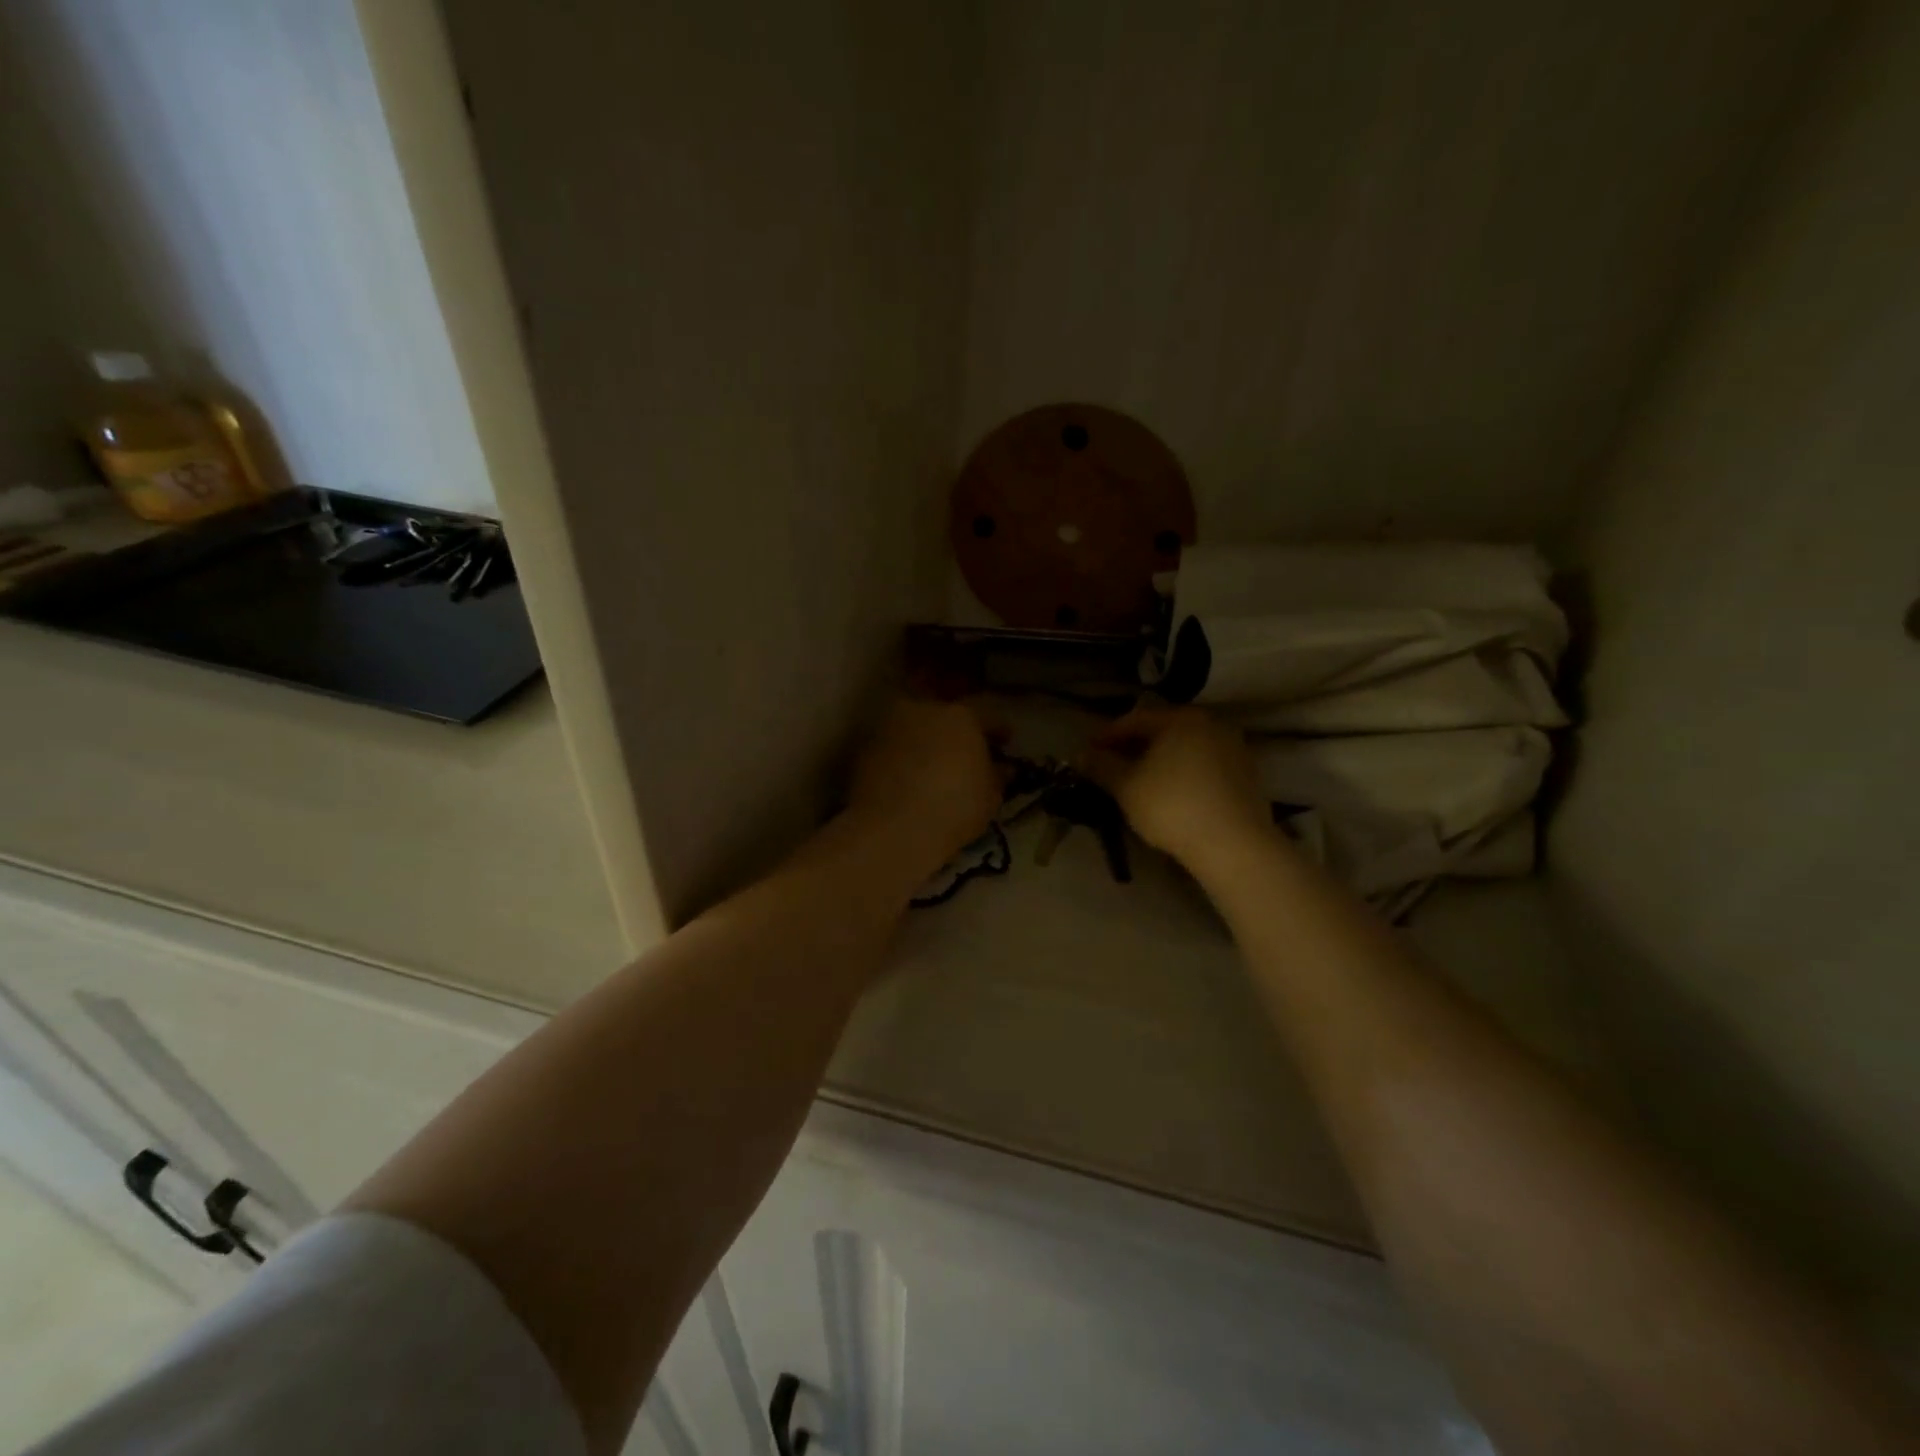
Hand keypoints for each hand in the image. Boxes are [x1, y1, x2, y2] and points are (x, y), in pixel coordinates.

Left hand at [848, 699, 1001, 874]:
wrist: (892, 829)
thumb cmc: (953, 808)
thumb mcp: (990, 796)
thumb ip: (996, 776)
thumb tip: (1001, 768)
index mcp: (960, 715)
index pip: (986, 713)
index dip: (998, 728)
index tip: (1005, 741)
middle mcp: (922, 709)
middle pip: (944, 711)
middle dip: (956, 727)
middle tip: (965, 749)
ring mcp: (890, 726)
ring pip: (914, 725)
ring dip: (926, 738)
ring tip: (933, 763)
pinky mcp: (865, 748)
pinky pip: (893, 745)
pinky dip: (902, 755)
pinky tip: (908, 776)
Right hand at [1085, 706, 1271, 869]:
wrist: (1234, 845)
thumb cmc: (1172, 806)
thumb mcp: (1126, 786)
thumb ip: (1101, 766)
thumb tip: (1081, 755)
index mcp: (1182, 719)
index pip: (1134, 720)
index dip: (1106, 736)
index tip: (1088, 752)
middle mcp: (1212, 724)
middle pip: (1162, 731)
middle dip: (1133, 747)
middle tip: (1110, 766)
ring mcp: (1234, 749)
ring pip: (1184, 748)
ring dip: (1159, 760)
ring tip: (1138, 782)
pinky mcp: (1246, 775)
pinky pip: (1204, 766)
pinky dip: (1182, 773)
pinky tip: (1170, 794)